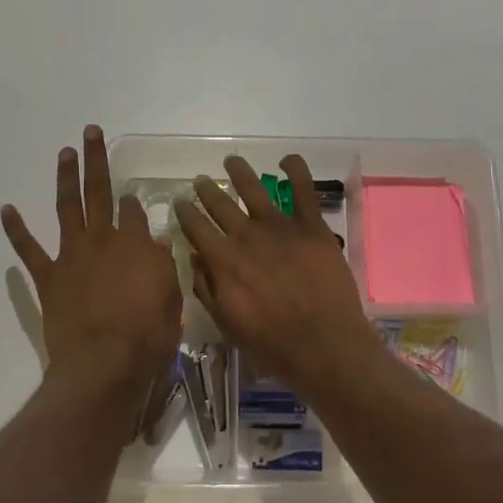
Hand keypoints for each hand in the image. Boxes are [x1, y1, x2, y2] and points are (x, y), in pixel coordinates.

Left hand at [2, 127, 183, 391]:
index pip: (134, 212)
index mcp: (137, 245)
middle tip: (90, 132)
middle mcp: (103, 240)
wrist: (104, 364)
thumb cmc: (147, 337)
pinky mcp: (48, 277)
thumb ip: (163, 267)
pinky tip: (7, 209)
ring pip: (67, 208)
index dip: (132, 203)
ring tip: (64, 152)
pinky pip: (29, 249)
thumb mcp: (171, 300)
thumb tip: (159, 241)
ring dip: (65, 178)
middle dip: (96, 160)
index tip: (131, 197)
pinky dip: (16, 229)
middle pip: (99, 192)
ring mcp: (72, 256)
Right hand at [176, 154, 388, 396]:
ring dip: (240, 172)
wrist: (321, 343)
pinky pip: (303, 190)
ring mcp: (280, 227)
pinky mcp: (311, 226)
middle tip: (200, 180)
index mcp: (222, 259)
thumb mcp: (226, 322)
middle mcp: (246, 236)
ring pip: (255, 189)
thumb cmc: (270, 342)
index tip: (180, 202)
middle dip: (207, 190)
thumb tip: (193, 257)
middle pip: (220, 204)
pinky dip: (295, 169)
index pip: (195, 227)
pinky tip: (287, 159)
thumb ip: (206, 287)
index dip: (185, 212)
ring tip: (231, 161)